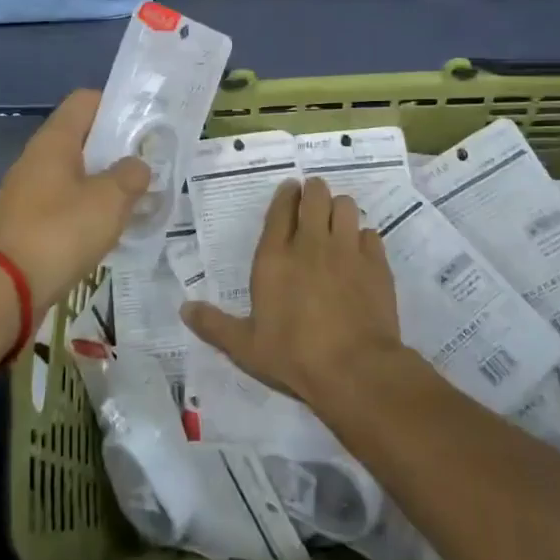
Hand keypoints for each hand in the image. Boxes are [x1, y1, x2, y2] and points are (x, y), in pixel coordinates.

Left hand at [0, 90, 150, 308]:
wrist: (3, 290)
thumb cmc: (59, 232)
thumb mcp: (109, 200)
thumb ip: (130, 176)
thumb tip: (137, 166)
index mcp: (54, 142)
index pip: (85, 101)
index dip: (116, 105)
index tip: (145, 124)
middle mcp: (38, 160)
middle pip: (82, 139)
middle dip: (116, 149)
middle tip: (150, 164)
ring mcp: (29, 194)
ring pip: (75, 175)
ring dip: (104, 183)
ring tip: (137, 199)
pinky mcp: (27, 225)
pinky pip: (65, 205)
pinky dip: (89, 211)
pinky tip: (110, 230)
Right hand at [181, 177, 406, 409]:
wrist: (354, 369)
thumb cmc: (293, 355)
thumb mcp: (245, 347)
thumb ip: (214, 325)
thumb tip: (183, 309)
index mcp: (275, 256)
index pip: (281, 207)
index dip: (286, 194)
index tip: (290, 190)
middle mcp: (311, 243)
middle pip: (316, 195)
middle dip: (314, 192)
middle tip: (313, 201)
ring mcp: (346, 250)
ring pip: (346, 206)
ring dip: (339, 208)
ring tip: (336, 221)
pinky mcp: (376, 263)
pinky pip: (370, 233)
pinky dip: (363, 237)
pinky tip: (359, 252)